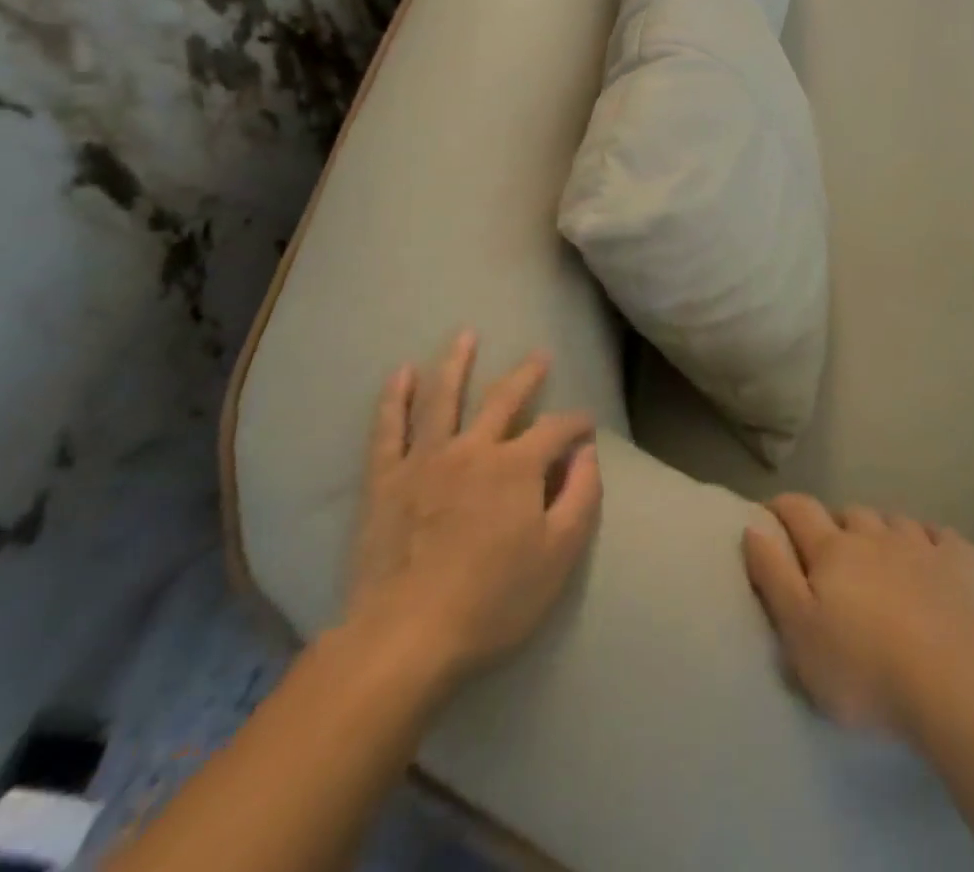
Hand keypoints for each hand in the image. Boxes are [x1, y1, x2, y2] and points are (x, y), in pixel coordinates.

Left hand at [343, 331, 601, 700]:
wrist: (404, 640)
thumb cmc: (491, 601)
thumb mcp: (558, 556)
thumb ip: (581, 497)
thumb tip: (588, 454)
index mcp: (517, 466)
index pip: (556, 430)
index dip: (577, 424)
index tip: (588, 427)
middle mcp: (473, 448)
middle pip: (503, 399)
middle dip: (527, 375)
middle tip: (540, 355)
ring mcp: (425, 460)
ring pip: (443, 398)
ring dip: (456, 363)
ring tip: (465, 334)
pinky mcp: (386, 481)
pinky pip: (389, 429)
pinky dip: (395, 398)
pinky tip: (400, 373)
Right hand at [742, 495, 973, 741]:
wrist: (955, 685)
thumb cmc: (864, 668)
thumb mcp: (799, 633)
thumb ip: (773, 576)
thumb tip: (753, 527)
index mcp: (832, 550)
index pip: (799, 511)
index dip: (782, 506)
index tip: (769, 513)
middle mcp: (874, 535)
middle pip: (849, 513)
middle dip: (835, 524)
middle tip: (830, 552)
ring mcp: (920, 545)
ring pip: (893, 519)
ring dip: (881, 530)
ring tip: (879, 554)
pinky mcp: (960, 564)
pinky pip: (941, 535)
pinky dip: (931, 539)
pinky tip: (931, 554)